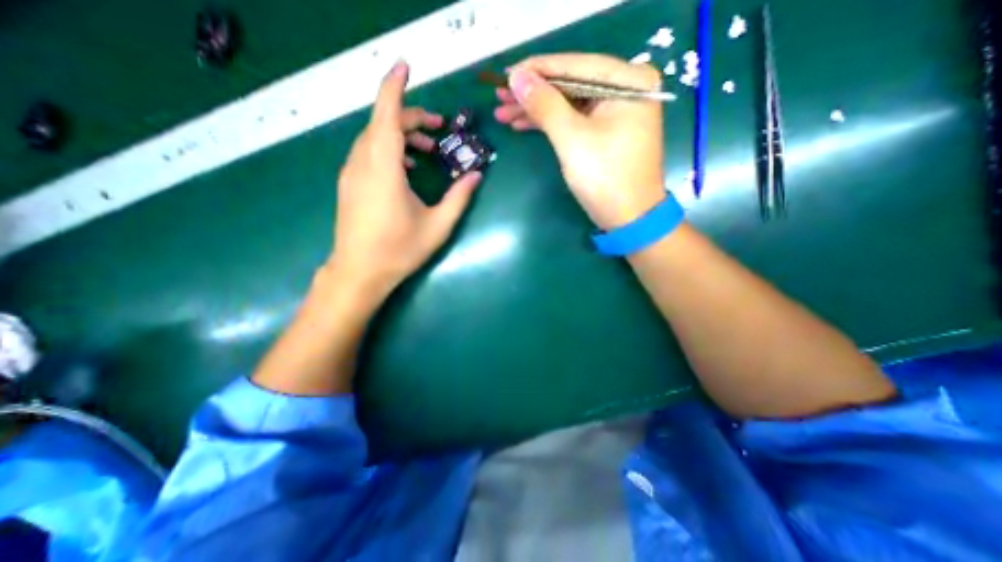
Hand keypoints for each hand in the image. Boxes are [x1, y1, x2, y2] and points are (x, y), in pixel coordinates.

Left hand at [330, 61, 481, 302]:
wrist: (359, 272)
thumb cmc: (399, 250)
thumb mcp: (438, 225)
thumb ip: (459, 197)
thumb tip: (477, 175)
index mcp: (384, 168)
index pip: (386, 114)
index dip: (395, 86)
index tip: (406, 65)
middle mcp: (363, 163)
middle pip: (382, 123)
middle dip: (411, 118)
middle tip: (438, 130)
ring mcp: (352, 173)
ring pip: (374, 137)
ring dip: (400, 135)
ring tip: (427, 151)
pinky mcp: (349, 183)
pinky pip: (368, 152)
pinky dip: (388, 149)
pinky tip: (406, 168)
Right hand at [497, 52, 667, 228]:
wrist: (628, 219)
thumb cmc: (605, 177)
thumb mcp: (572, 139)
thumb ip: (545, 105)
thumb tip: (517, 78)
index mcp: (628, 81)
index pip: (575, 64)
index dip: (537, 69)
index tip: (505, 74)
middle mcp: (625, 90)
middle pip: (570, 84)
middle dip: (533, 93)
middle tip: (500, 97)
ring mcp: (615, 112)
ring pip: (568, 103)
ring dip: (536, 109)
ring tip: (504, 113)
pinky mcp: (605, 132)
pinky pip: (574, 120)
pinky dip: (550, 124)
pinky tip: (523, 124)